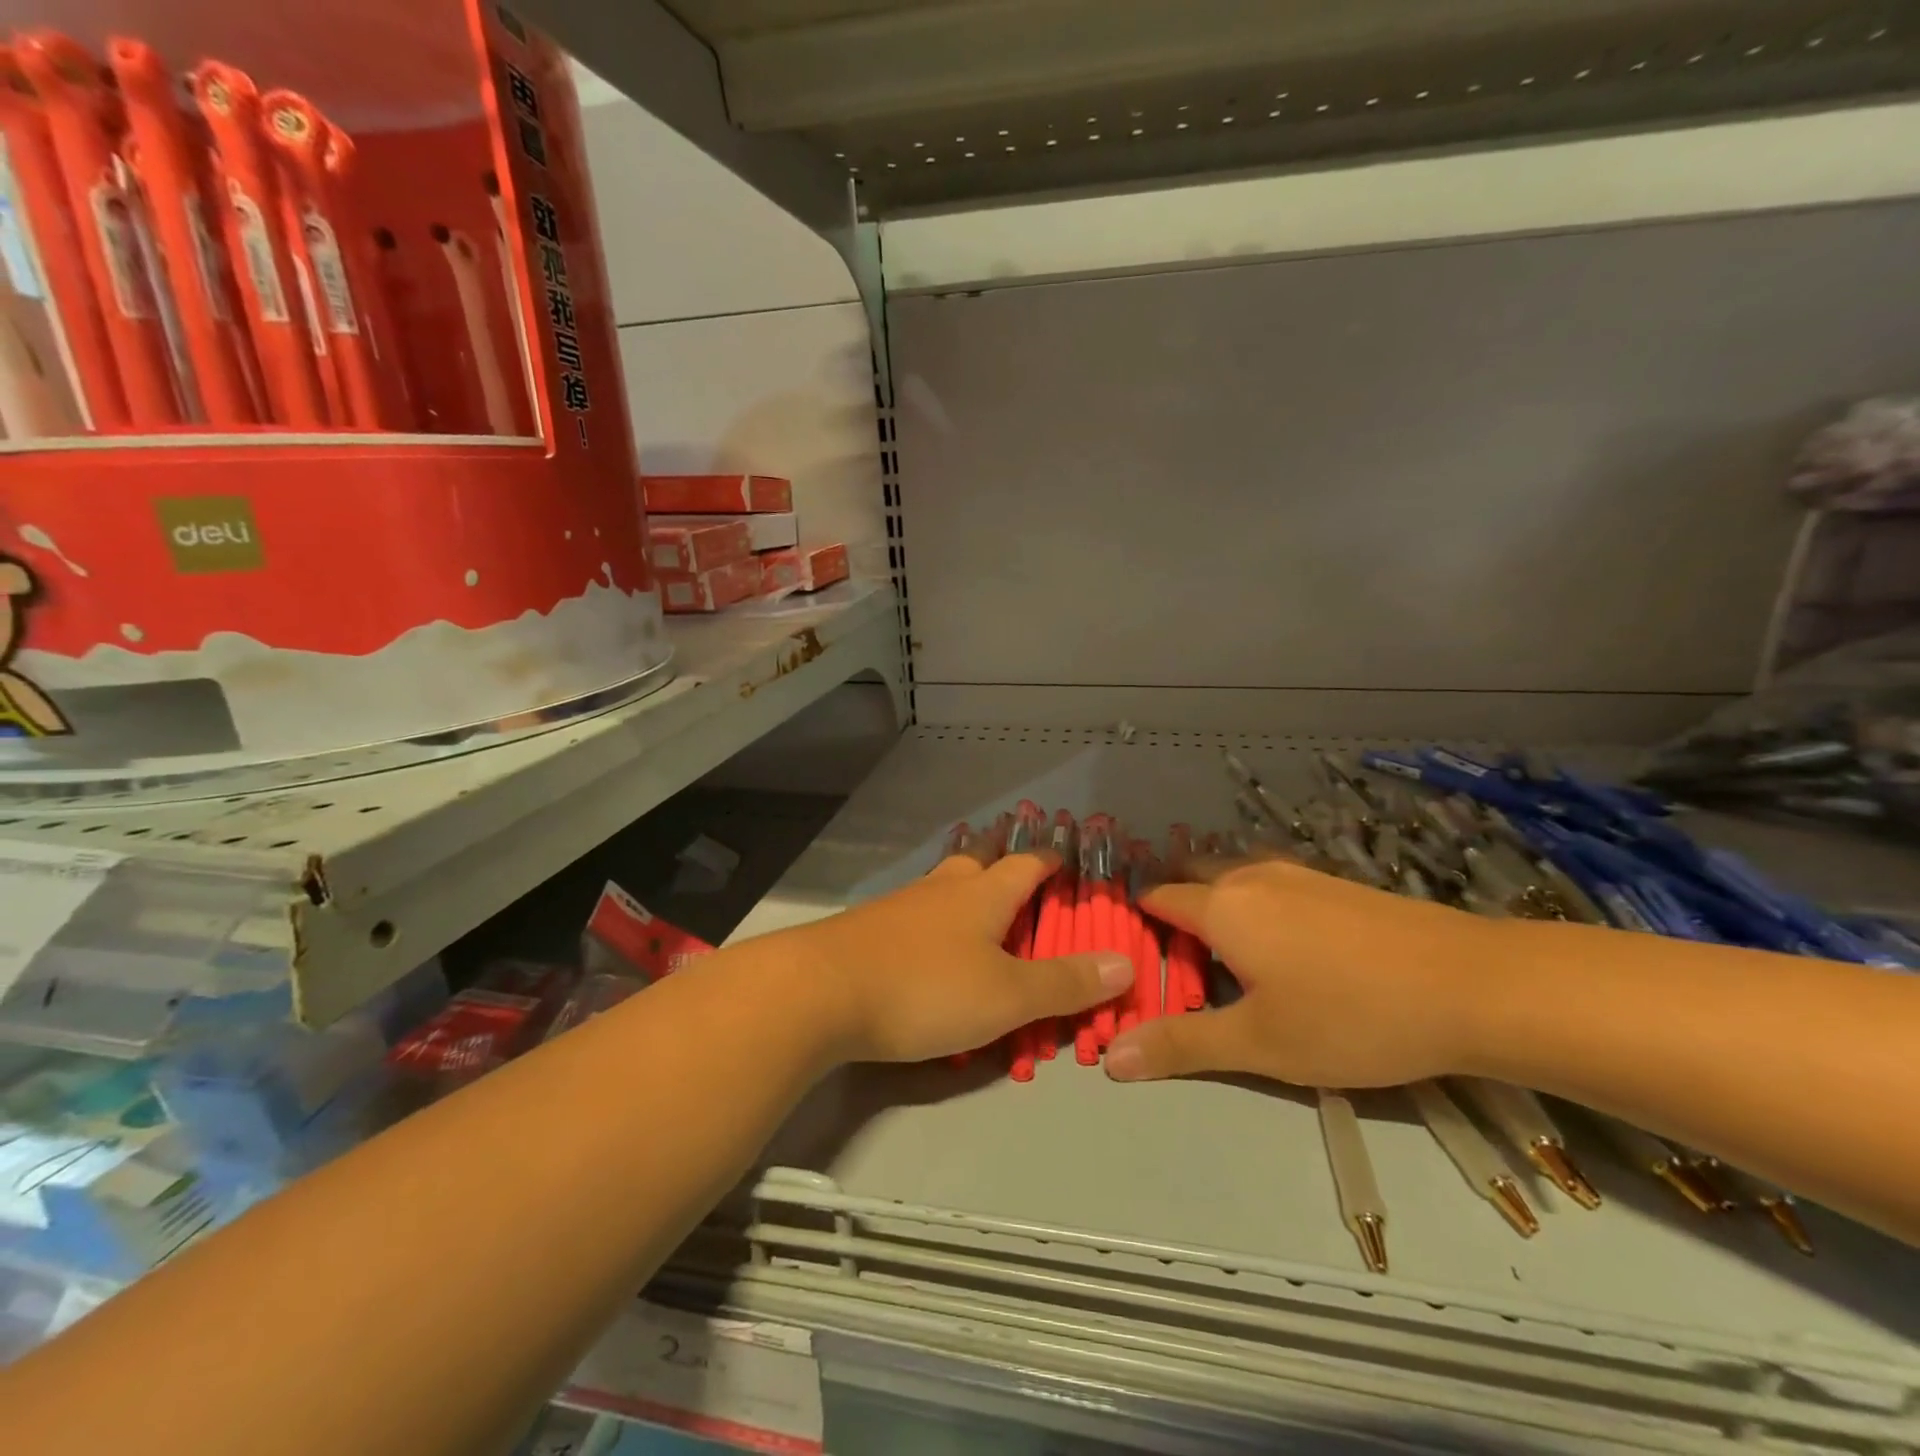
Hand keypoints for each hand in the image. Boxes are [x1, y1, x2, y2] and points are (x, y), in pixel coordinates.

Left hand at [796, 852, 1132, 1063]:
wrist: (820, 991)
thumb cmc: (925, 988)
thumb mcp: (1006, 997)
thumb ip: (1064, 984)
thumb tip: (1125, 964)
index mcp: (982, 895)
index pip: (1026, 864)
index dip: (1050, 859)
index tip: (1066, 856)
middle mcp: (942, 889)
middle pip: (978, 861)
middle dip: (1001, 860)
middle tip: (1017, 867)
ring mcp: (900, 906)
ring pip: (942, 884)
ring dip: (964, 886)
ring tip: (976, 902)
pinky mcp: (868, 929)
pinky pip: (913, 913)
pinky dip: (932, 918)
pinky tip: (925, 942)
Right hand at [1104, 856, 1498, 1087]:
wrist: (1474, 985)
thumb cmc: (1351, 1017)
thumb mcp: (1260, 1045)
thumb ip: (1182, 1046)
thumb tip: (1111, 1057)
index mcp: (1222, 907)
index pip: (1157, 900)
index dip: (1137, 926)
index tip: (1132, 961)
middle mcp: (1251, 877)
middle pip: (1192, 877)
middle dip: (1175, 911)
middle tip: (1176, 965)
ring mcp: (1298, 874)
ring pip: (1235, 879)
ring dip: (1217, 908)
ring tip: (1225, 960)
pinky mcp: (1336, 884)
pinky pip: (1272, 886)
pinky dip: (1256, 907)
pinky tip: (1284, 949)